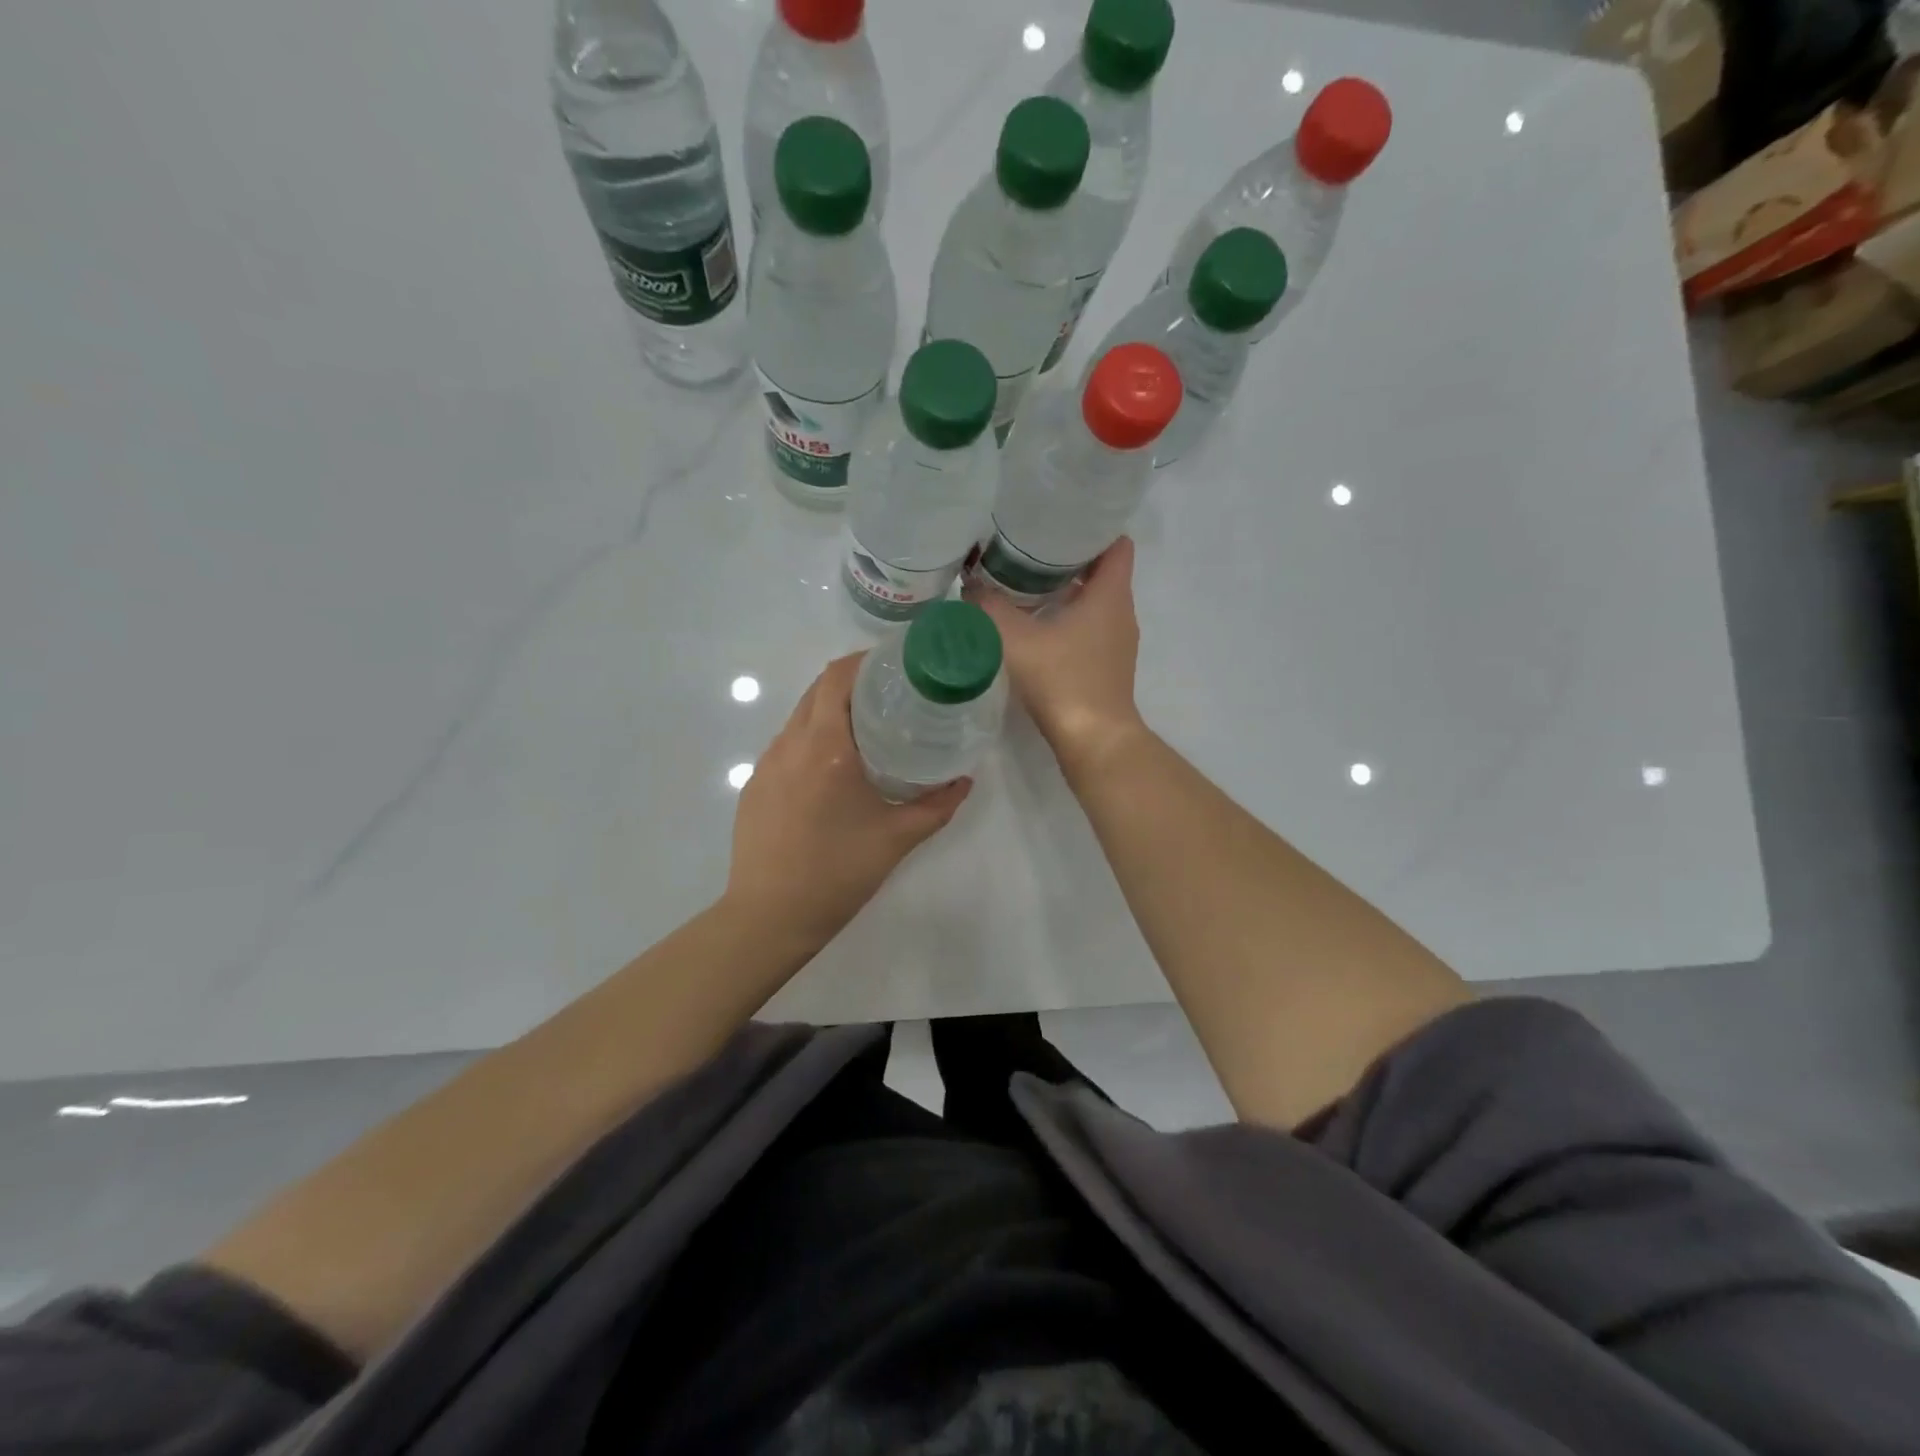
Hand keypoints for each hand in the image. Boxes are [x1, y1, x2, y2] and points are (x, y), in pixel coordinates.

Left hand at [724, 653, 971, 951]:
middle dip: (853, 682)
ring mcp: (766, 764)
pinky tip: (833, 770)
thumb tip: (964, 781)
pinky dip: (813, 739)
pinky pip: (787, 745)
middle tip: (892, 695)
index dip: (865, 660)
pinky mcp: (755, 785)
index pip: (837, 677)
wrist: (769, 917)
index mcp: (825, 747)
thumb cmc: (837, 873)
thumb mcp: (897, 838)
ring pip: (800, 717)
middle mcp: (790, 744)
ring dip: (831, 711)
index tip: (896, 665)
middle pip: (818, 690)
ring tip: (867, 729)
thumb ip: (937, 805)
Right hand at [970, 537, 1146, 774]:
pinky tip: (1036, 626)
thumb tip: (970, 583)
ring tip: (1025, 582)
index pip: (1116, 544)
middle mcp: (1121, 613)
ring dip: (1067, 590)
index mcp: (1110, 594)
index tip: (1059, 520)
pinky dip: (1069, 619)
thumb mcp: (1016, 639)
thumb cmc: (1062, 680)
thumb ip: (989, 607)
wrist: (1093, 740)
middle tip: (1028, 547)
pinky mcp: (1108, 666)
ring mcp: (1118, 643)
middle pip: (1102, 570)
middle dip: (1069, 557)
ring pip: (1095, 601)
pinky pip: (1091, 628)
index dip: (1094, 526)